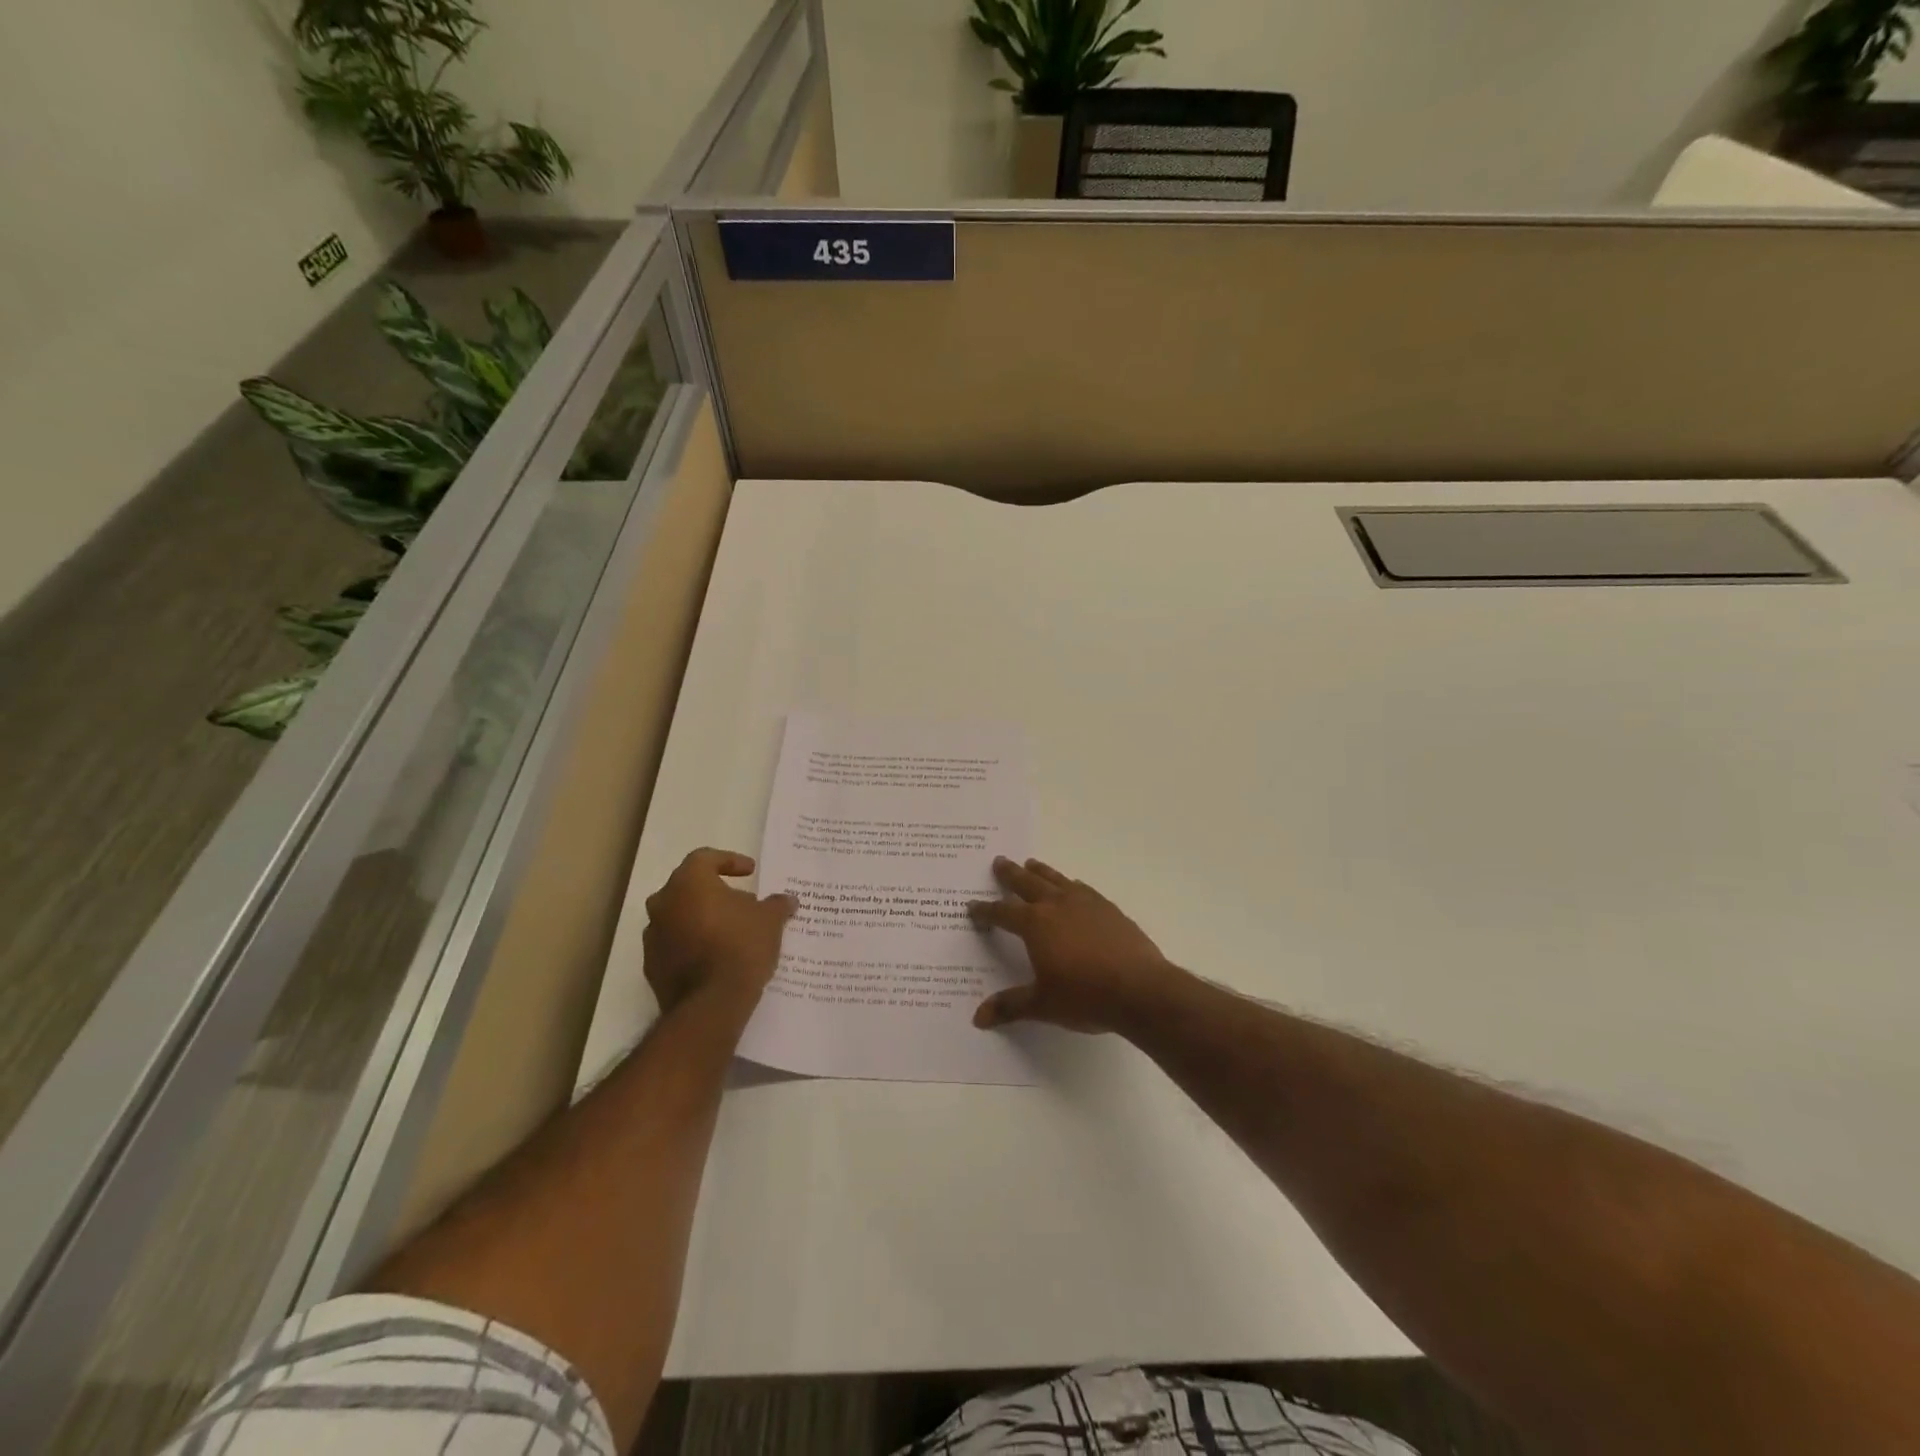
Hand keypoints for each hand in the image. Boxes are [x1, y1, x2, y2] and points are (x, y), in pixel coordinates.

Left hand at [643, 849, 796, 1014]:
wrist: (710, 1004)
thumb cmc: (740, 947)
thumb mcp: (770, 920)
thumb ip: (777, 904)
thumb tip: (787, 900)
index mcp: (689, 883)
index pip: (705, 858)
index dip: (729, 860)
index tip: (750, 872)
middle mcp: (664, 903)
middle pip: (688, 887)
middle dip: (713, 892)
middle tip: (739, 902)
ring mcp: (653, 936)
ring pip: (678, 916)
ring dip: (700, 918)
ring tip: (729, 931)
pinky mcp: (652, 966)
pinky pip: (673, 944)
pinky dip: (691, 944)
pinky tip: (714, 956)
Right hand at [968, 857, 1183, 1034]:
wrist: (1141, 989)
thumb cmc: (1085, 996)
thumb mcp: (1042, 1005)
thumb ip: (1010, 1007)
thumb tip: (978, 1018)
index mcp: (1035, 924)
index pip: (1003, 913)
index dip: (986, 910)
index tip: (972, 906)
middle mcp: (1057, 905)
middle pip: (1028, 883)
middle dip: (1011, 875)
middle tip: (999, 861)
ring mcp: (1086, 903)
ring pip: (1056, 880)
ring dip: (1041, 871)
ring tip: (1031, 863)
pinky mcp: (1109, 909)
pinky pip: (1083, 889)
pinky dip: (1071, 885)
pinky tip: (1073, 887)